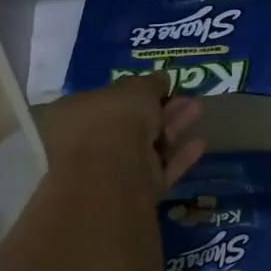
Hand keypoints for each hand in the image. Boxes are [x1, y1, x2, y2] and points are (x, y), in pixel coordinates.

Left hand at [39, 74, 205, 194]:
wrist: (112, 172)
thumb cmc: (113, 118)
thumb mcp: (135, 88)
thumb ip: (150, 83)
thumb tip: (161, 78)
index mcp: (71, 115)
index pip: (102, 100)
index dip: (130, 92)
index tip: (157, 87)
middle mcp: (85, 144)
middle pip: (129, 124)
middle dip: (159, 109)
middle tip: (184, 97)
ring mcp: (108, 171)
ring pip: (147, 146)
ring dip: (173, 127)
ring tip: (198, 109)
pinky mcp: (132, 192)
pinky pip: (158, 170)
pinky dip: (178, 157)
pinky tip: (199, 143)